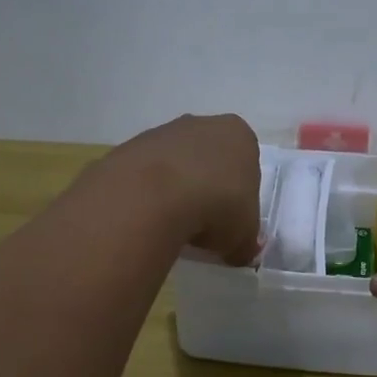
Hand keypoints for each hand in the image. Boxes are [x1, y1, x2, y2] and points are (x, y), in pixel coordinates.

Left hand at [104, 113, 261, 265]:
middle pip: (209, 158)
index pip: (246, 162)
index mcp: (239, 135)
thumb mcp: (244, 237)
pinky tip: (149, 217)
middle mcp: (202, 124)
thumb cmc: (217, 207)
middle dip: (208, 186)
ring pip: (176, 164)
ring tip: (173, 224)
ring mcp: (162, 132)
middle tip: (204, 223)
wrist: (154, 196)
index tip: (231, 220)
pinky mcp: (130, 147)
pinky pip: (146, 174)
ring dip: (176, 190)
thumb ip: (245, 243)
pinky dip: (149, 194)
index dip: (241, 193)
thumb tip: (241, 252)